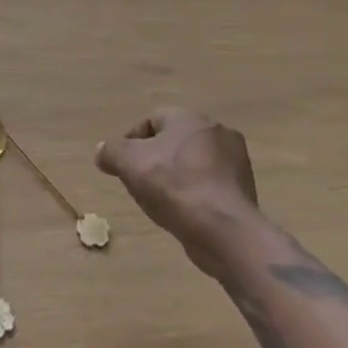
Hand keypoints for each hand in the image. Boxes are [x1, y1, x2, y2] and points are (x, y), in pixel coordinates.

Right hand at [95, 108, 261, 275]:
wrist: (224, 230)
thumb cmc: (173, 186)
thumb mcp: (129, 164)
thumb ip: (111, 152)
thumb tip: (102, 151)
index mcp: (188, 117)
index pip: (152, 120)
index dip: (132, 141)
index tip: (122, 165)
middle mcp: (215, 130)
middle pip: (175, 141)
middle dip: (156, 158)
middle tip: (141, 181)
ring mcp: (236, 160)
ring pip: (194, 163)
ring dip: (178, 176)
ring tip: (162, 200)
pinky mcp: (245, 188)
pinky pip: (211, 184)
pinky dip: (197, 193)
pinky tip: (186, 212)